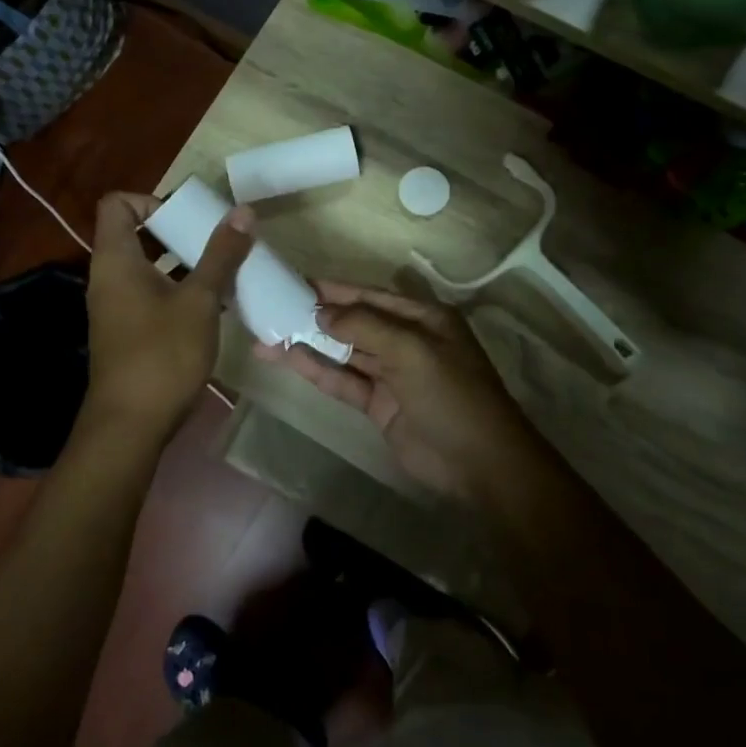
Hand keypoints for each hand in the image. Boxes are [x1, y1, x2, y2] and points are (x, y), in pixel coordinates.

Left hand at [84, 192, 252, 438]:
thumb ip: (221, 255)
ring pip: (147, 266)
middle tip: (215, 240)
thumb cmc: (162, 354)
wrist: (131, 425)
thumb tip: (243, 212)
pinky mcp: (127, 331)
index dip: (152, 200)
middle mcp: (109, 277)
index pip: (117, 204)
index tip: (189, 217)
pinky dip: (177, 289)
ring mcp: (116, 306)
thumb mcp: (200, 300)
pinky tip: (213, 305)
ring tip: (222, 269)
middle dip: (178, 231)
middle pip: (136, 233)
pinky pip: (151, 293)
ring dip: (182, 262)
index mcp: (116, 259)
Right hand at [254, 282, 556, 504]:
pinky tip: (287, 360)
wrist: (479, 463)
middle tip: (271, 307)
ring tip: (266, 335)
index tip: (294, 283)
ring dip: (308, 344)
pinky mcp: (378, 403)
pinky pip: (343, 380)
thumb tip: (321, 311)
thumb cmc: (452, 395)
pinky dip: (317, 371)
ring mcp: (391, 373)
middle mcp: (406, 339)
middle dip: (314, 315)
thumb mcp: (412, 350)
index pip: (370, 295)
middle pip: (353, 321)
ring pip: (343, 352)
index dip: (333, 290)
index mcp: (423, 318)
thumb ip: (365, 326)